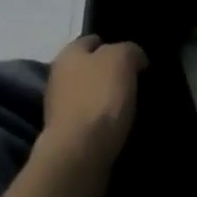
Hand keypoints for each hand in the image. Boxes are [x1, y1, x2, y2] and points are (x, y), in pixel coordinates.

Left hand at [39, 35, 147, 185]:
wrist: (79, 156)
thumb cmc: (98, 99)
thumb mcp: (121, 60)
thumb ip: (129, 51)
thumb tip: (135, 58)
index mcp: (68, 53)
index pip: (92, 40)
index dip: (114, 45)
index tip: (135, 60)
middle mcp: (59, 77)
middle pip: (90, 69)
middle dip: (110, 75)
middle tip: (137, 85)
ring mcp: (60, 109)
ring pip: (91, 97)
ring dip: (108, 103)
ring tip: (134, 110)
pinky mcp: (67, 138)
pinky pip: (91, 124)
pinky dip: (105, 126)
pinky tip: (122, 131)